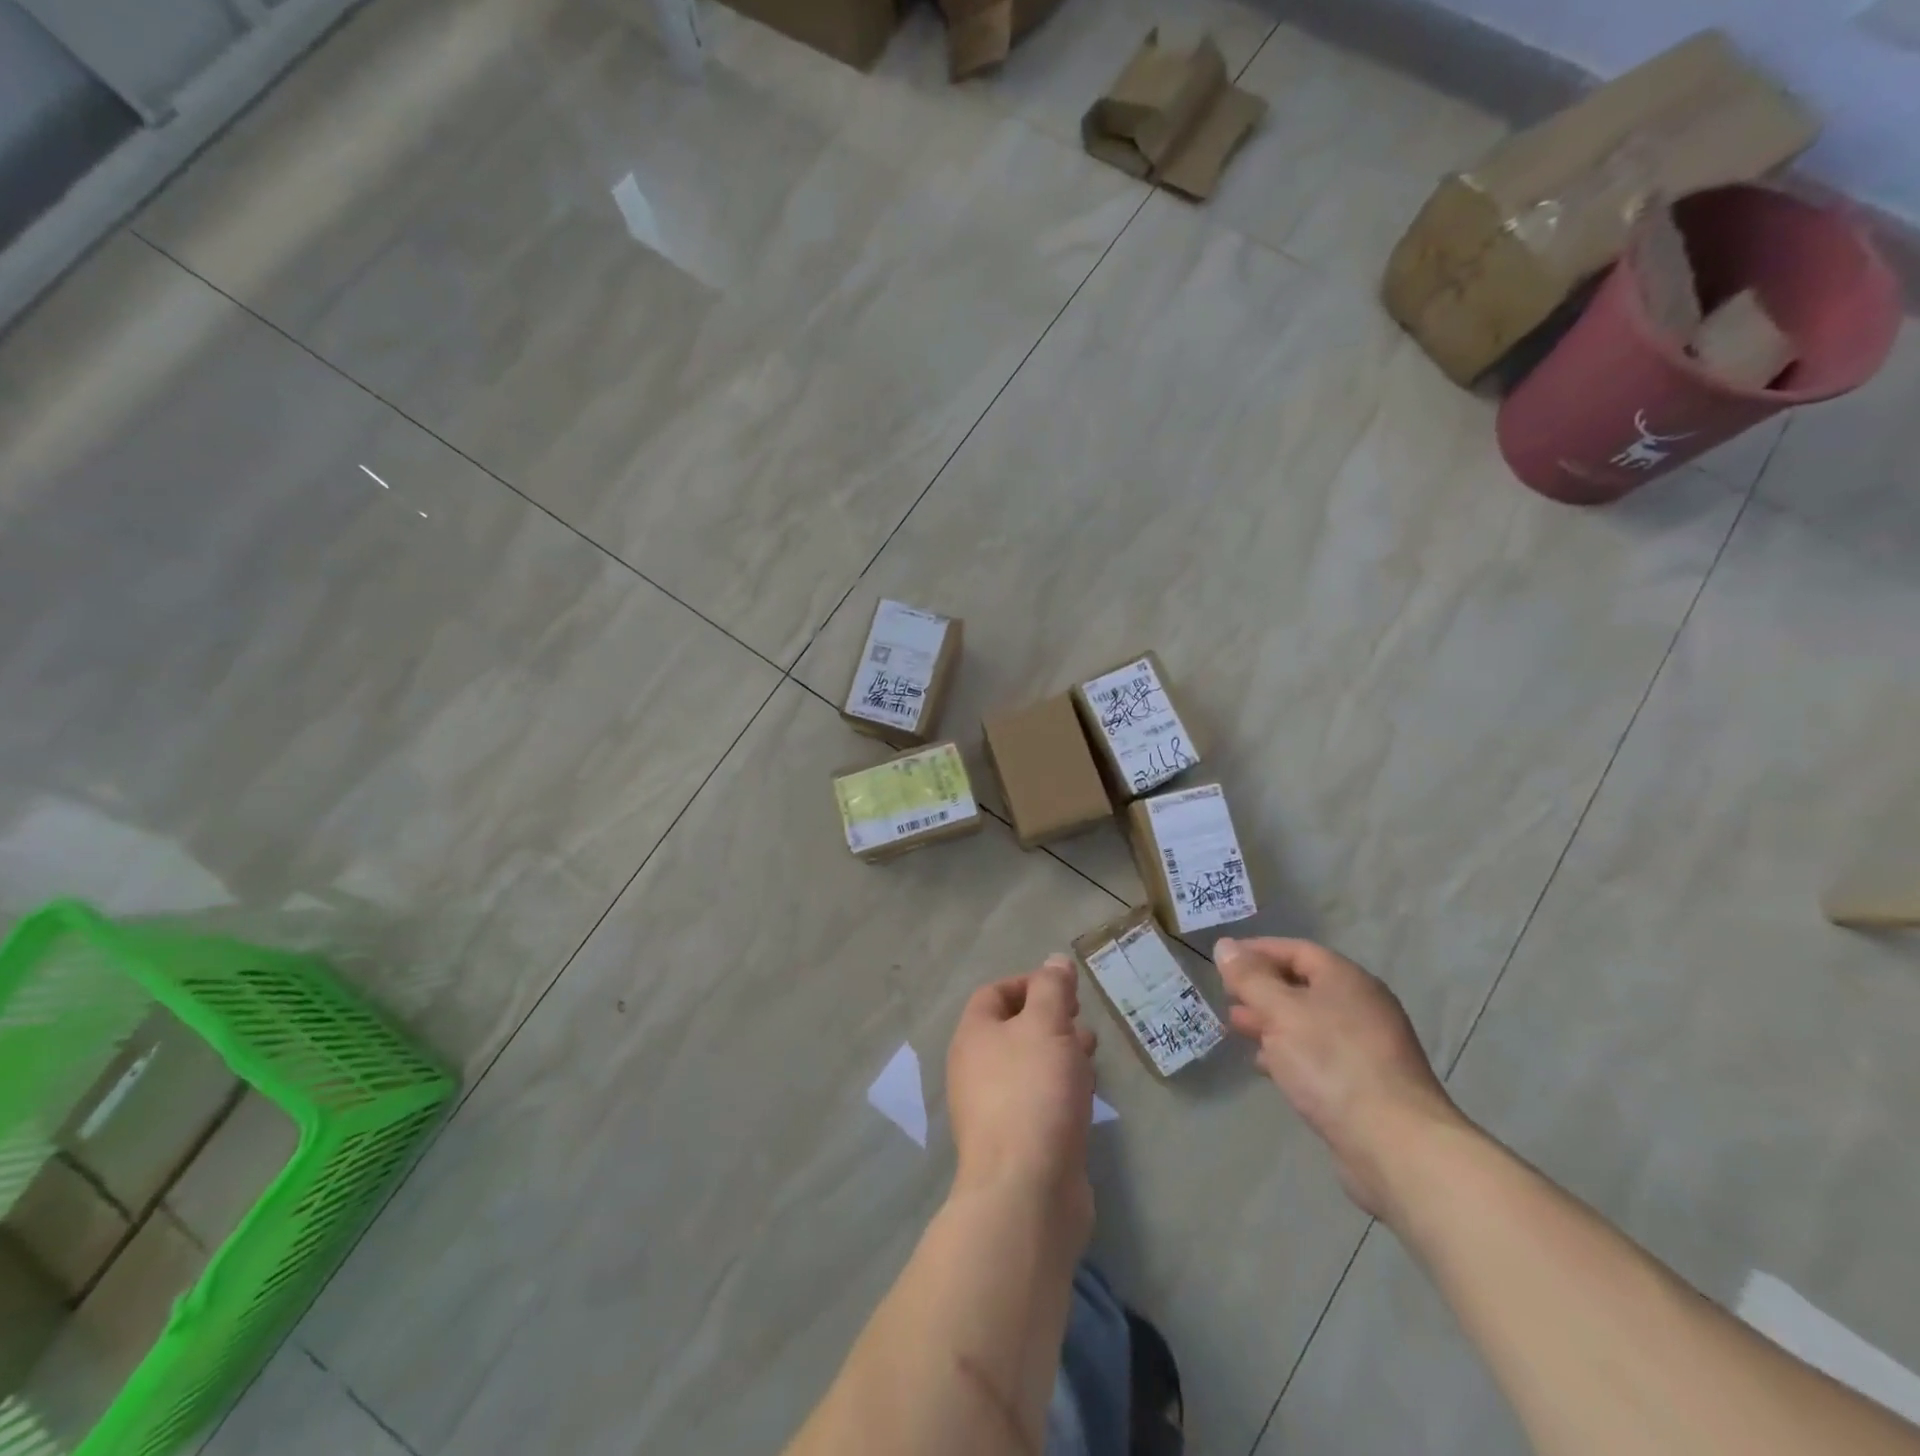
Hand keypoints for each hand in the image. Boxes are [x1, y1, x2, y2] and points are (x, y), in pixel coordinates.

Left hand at [946, 956, 1097, 1237]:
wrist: (1026, 1190)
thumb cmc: (1033, 1091)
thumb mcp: (1047, 1025)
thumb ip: (1052, 989)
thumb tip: (1055, 962)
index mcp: (973, 1035)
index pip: (995, 993)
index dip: (1030, 983)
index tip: (1066, 990)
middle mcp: (975, 1068)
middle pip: (1012, 1029)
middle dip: (1050, 1019)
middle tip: (1082, 1020)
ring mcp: (993, 1108)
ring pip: (1028, 1065)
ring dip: (1059, 1053)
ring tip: (1091, 1053)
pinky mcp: (1016, 1141)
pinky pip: (1037, 1099)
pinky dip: (1060, 1087)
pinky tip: (1085, 1094)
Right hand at [1215, 936, 1468, 1223]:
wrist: (1395, 1145)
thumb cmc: (1332, 1063)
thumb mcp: (1280, 1011)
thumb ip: (1250, 978)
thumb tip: (1225, 945)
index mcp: (1345, 979)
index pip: (1296, 950)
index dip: (1257, 950)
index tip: (1223, 960)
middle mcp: (1360, 1006)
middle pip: (1302, 985)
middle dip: (1261, 989)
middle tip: (1225, 997)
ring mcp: (1365, 1046)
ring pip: (1307, 1021)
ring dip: (1270, 1021)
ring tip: (1235, 1029)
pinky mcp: (1363, 1083)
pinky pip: (1317, 1053)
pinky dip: (1288, 1052)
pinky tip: (1265, 1065)